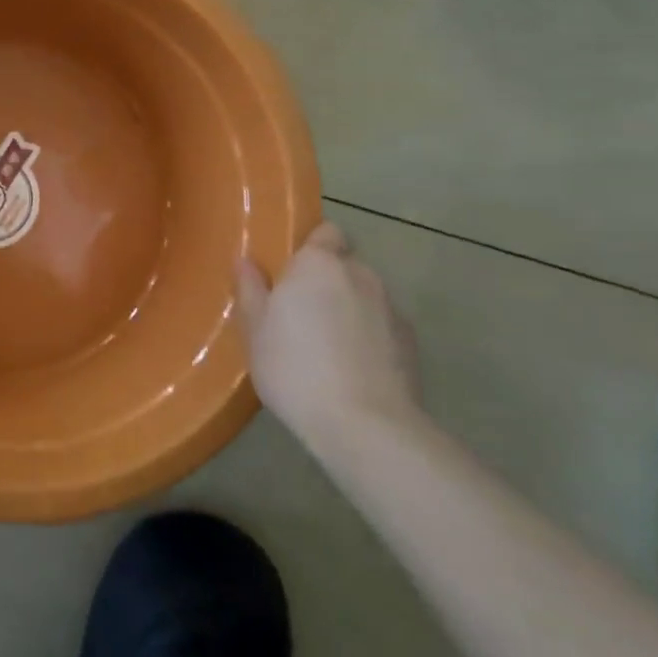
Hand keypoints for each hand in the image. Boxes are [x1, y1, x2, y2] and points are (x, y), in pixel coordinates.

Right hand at [237, 222, 420, 447]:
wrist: (365, 424)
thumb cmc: (295, 367)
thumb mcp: (255, 330)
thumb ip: (251, 290)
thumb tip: (245, 261)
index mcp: (319, 264)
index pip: (326, 232)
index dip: (312, 246)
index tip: (292, 270)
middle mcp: (361, 275)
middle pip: (346, 264)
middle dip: (328, 280)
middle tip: (301, 310)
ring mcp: (392, 308)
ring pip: (366, 296)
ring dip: (349, 308)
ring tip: (327, 345)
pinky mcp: (412, 343)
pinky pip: (383, 327)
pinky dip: (369, 337)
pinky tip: (352, 368)